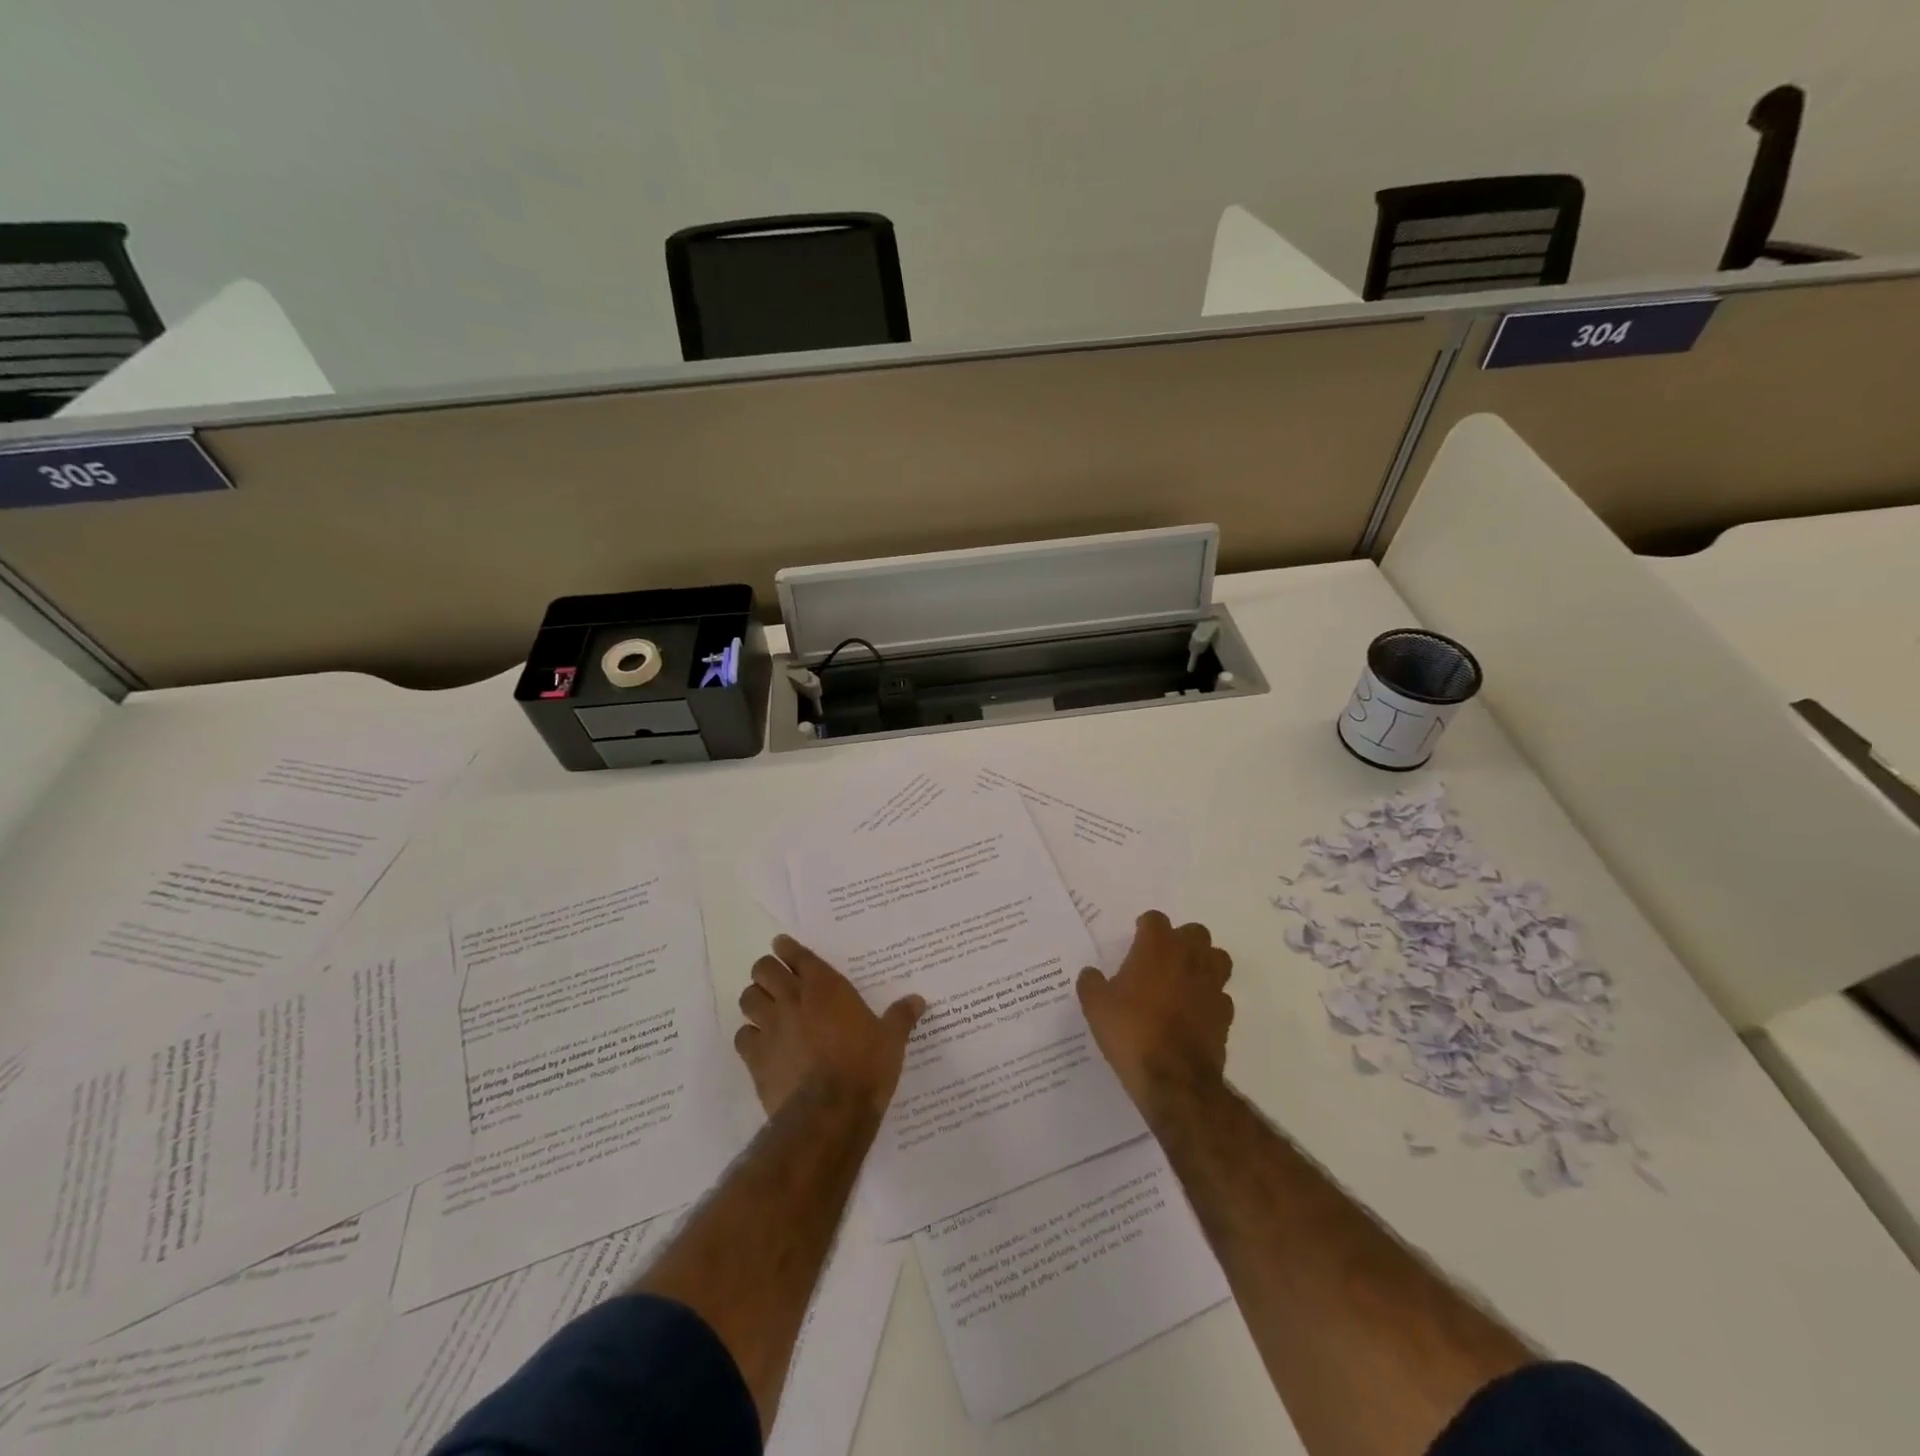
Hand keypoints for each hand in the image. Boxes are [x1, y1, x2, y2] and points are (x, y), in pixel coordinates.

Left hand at [735, 936, 925, 1118]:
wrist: (830, 1111)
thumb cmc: (865, 1066)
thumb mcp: (891, 1040)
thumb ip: (900, 1017)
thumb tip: (918, 1000)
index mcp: (825, 987)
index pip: (797, 955)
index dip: (787, 948)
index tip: (782, 946)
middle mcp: (793, 999)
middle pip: (763, 970)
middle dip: (767, 971)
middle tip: (775, 979)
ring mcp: (770, 1027)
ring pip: (748, 998)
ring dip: (755, 1000)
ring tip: (764, 1008)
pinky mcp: (755, 1057)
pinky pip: (742, 1036)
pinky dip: (749, 1036)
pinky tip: (760, 1044)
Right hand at [1077, 911, 1233, 1114]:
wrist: (1173, 1078)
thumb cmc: (1131, 1031)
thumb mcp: (1095, 1006)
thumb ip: (1091, 983)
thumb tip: (1091, 974)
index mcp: (1157, 947)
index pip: (1156, 919)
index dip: (1145, 927)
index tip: (1136, 940)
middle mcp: (1189, 958)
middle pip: (1195, 932)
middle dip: (1181, 940)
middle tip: (1162, 958)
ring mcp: (1212, 986)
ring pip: (1218, 959)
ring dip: (1204, 963)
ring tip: (1185, 979)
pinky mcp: (1225, 1015)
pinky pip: (1221, 995)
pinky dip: (1210, 998)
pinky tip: (1194, 1012)